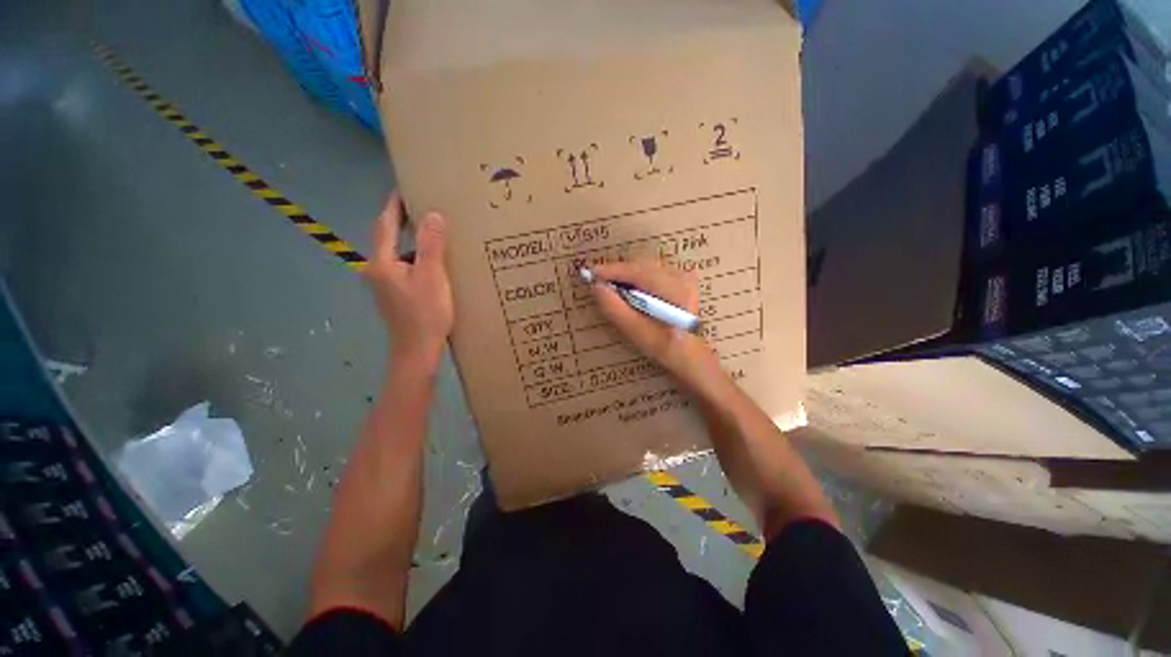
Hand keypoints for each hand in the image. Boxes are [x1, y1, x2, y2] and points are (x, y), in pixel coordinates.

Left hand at [365, 193, 453, 365]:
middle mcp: (376, 270)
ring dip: (410, 241)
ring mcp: (384, 284)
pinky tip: (432, 261)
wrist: (417, 351)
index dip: (393, 204)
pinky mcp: (394, 295)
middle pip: (387, 238)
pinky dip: (415, 259)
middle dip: (401, 220)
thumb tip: (433, 215)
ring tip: (431, 231)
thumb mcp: (432, 277)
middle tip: (421, 205)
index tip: (403, 187)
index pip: (384, 224)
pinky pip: (403, 267)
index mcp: (381, 262)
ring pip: (396, 254)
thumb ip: (431, 245)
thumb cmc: (425, 314)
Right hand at [589, 260, 721, 391]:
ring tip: (612, 288)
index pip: (637, 271)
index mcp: (674, 291)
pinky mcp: (682, 279)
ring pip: (646, 267)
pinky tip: (630, 290)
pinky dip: (637, 277)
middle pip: (641, 265)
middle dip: (618, 273)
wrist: (690, 354)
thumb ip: (615, 309)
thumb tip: (596, 287)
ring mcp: (683, 276)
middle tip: (599, 283)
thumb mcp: (637, 332)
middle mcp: (681, 278)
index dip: (612, 270)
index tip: (590, 273)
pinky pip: (653, 271)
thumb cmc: (665, 348)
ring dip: (627, 275)